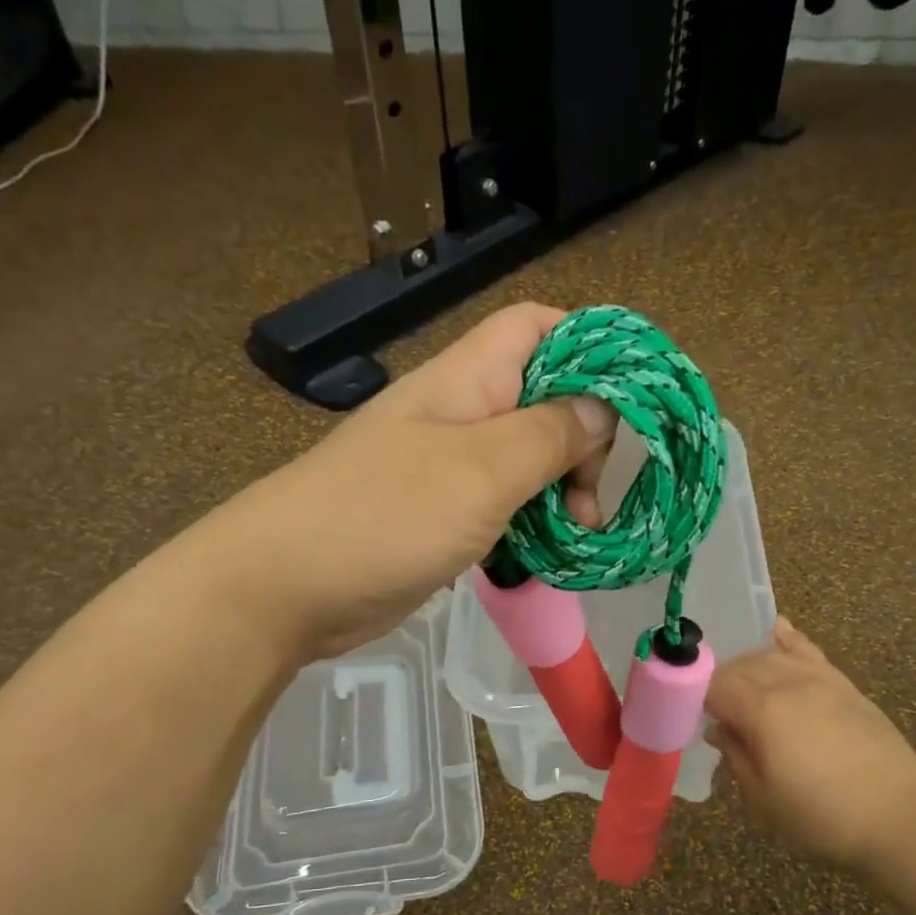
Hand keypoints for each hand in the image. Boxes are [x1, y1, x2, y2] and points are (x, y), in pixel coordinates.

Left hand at [223, 304, 617, 660]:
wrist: (286, 588)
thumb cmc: (386, 516)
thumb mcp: (482, 470)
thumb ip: (549, 434)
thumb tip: (601, 408)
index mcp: (468, 378)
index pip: (538, 327)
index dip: (589, 346)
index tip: (629, 403)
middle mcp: (462, 413)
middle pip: (544, 397)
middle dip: (584, 438)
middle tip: (590, 496)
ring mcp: (449, 466)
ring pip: (528, 458)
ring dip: (563, 488)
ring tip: (578, 532)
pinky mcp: (442, 514)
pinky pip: (505, 503)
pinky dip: (534, 522)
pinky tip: (548, 553)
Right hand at [706, 619, 915, 869]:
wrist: (900, 818)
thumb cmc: (823, 817)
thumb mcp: (764, 798)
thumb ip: (735, 755)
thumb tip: (717, 729)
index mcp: (761, 711)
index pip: (714, 686)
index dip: (695, 696)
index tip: (688, 714)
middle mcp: (787, 684)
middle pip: (739, 667)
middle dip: (718, 682)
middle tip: (713, 711)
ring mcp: (820, 680)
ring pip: (770, 657)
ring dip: (747, 666)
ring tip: (740, 687)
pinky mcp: (845, 686)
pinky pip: (810, 652)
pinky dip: (790, 639)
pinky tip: (778, 630)